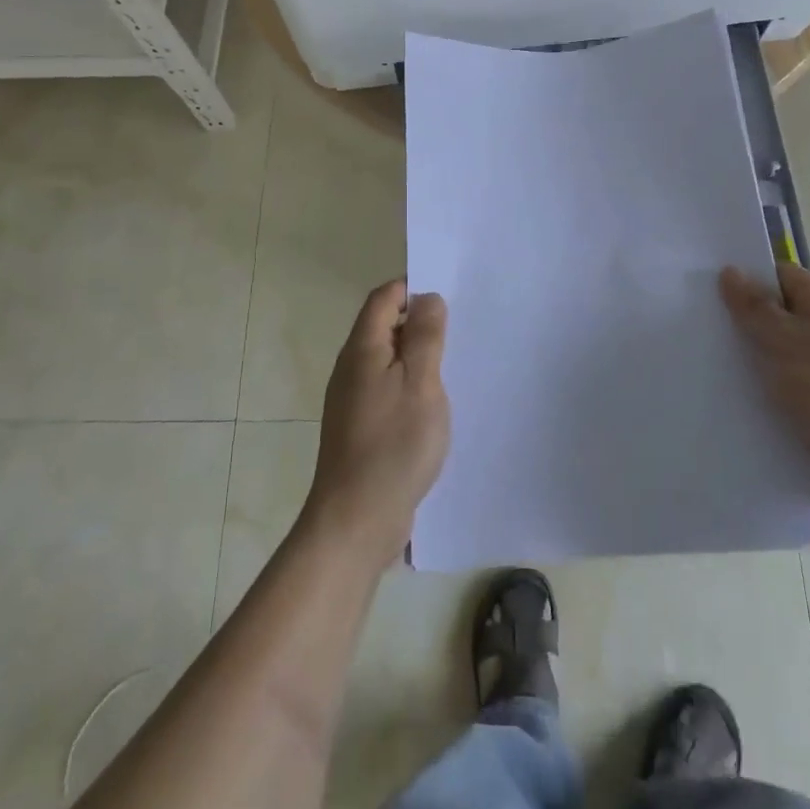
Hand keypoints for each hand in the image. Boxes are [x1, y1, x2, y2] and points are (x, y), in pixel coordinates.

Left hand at [302, 280, 450, 569]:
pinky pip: (387, 388)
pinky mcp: (359, 427)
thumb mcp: (421, 383)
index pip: (383, 297)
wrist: (356, 519)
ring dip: (416, 356)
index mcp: (362, 349)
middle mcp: (351, 368)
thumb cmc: (394, 445)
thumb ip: (425, 337)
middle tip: (458, 331)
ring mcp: (352, 399)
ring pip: (387, 359)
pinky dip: (409, 384)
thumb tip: (427, 298)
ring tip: (452, 366)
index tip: (449, 298)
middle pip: (383, 326)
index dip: (412, 289)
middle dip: (418, 322)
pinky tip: (433, 405)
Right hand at [719, 262, 809, 511]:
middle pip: (789, 314)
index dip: (750, 280)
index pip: (784, 276)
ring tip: (726, 371)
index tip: (715, 295)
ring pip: (795, 353)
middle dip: (754, 323)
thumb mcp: (779, 339)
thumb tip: (731, 272)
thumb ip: (752, 306)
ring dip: (766, 361)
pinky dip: (782, 390)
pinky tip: (757, 402)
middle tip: (714, 333)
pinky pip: (805, 385)